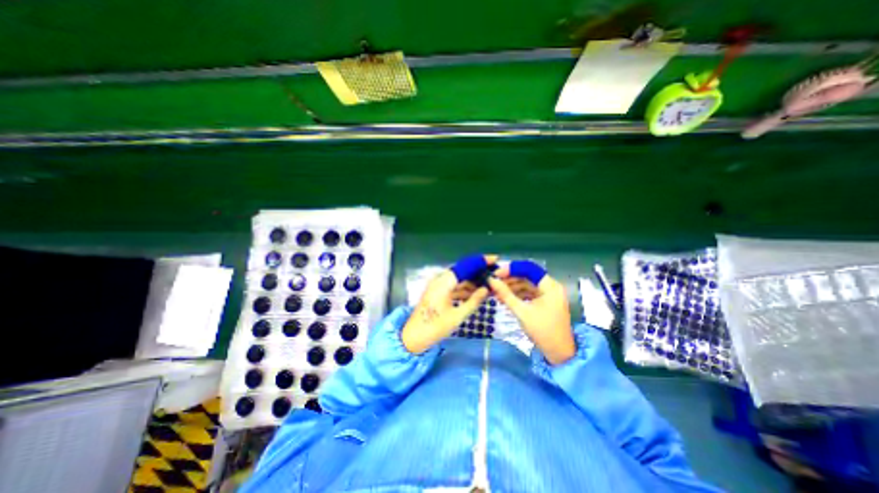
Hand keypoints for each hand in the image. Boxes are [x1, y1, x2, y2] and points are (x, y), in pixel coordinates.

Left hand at [401, 253, 496, 353]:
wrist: (414, 337)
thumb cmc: (435, 327)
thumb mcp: (457, 316)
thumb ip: (473, 301)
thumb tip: (486, 289)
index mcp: (444, 282)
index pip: (465, 266)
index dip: (480, 261)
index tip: (495, 259)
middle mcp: (440, 279)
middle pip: (462, 270)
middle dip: (478, 270)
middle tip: (494, 273)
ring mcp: (438, 285)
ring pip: (459, 278)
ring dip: (472, 280)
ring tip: (489, 283)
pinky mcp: (437, 291)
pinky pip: (453, 285)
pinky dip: (464, 287)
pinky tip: (476, 291)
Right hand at [487, 261, 578, 364]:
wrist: (559, 353)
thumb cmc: (542, 331)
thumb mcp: (521, 312)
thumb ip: (505, 294)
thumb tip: (491, 280)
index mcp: (550, 286)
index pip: (528, 269)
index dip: (511, 269)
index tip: (496, 273)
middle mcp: (551, 286)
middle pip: (527, 276)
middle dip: (509, 279)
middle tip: (493, 282)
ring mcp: (548, 294)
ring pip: (527, 284)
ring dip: (512, 287)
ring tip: (495, 291)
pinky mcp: (545, 301)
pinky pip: (529, 292)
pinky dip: (517, 294)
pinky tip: (504, 298)